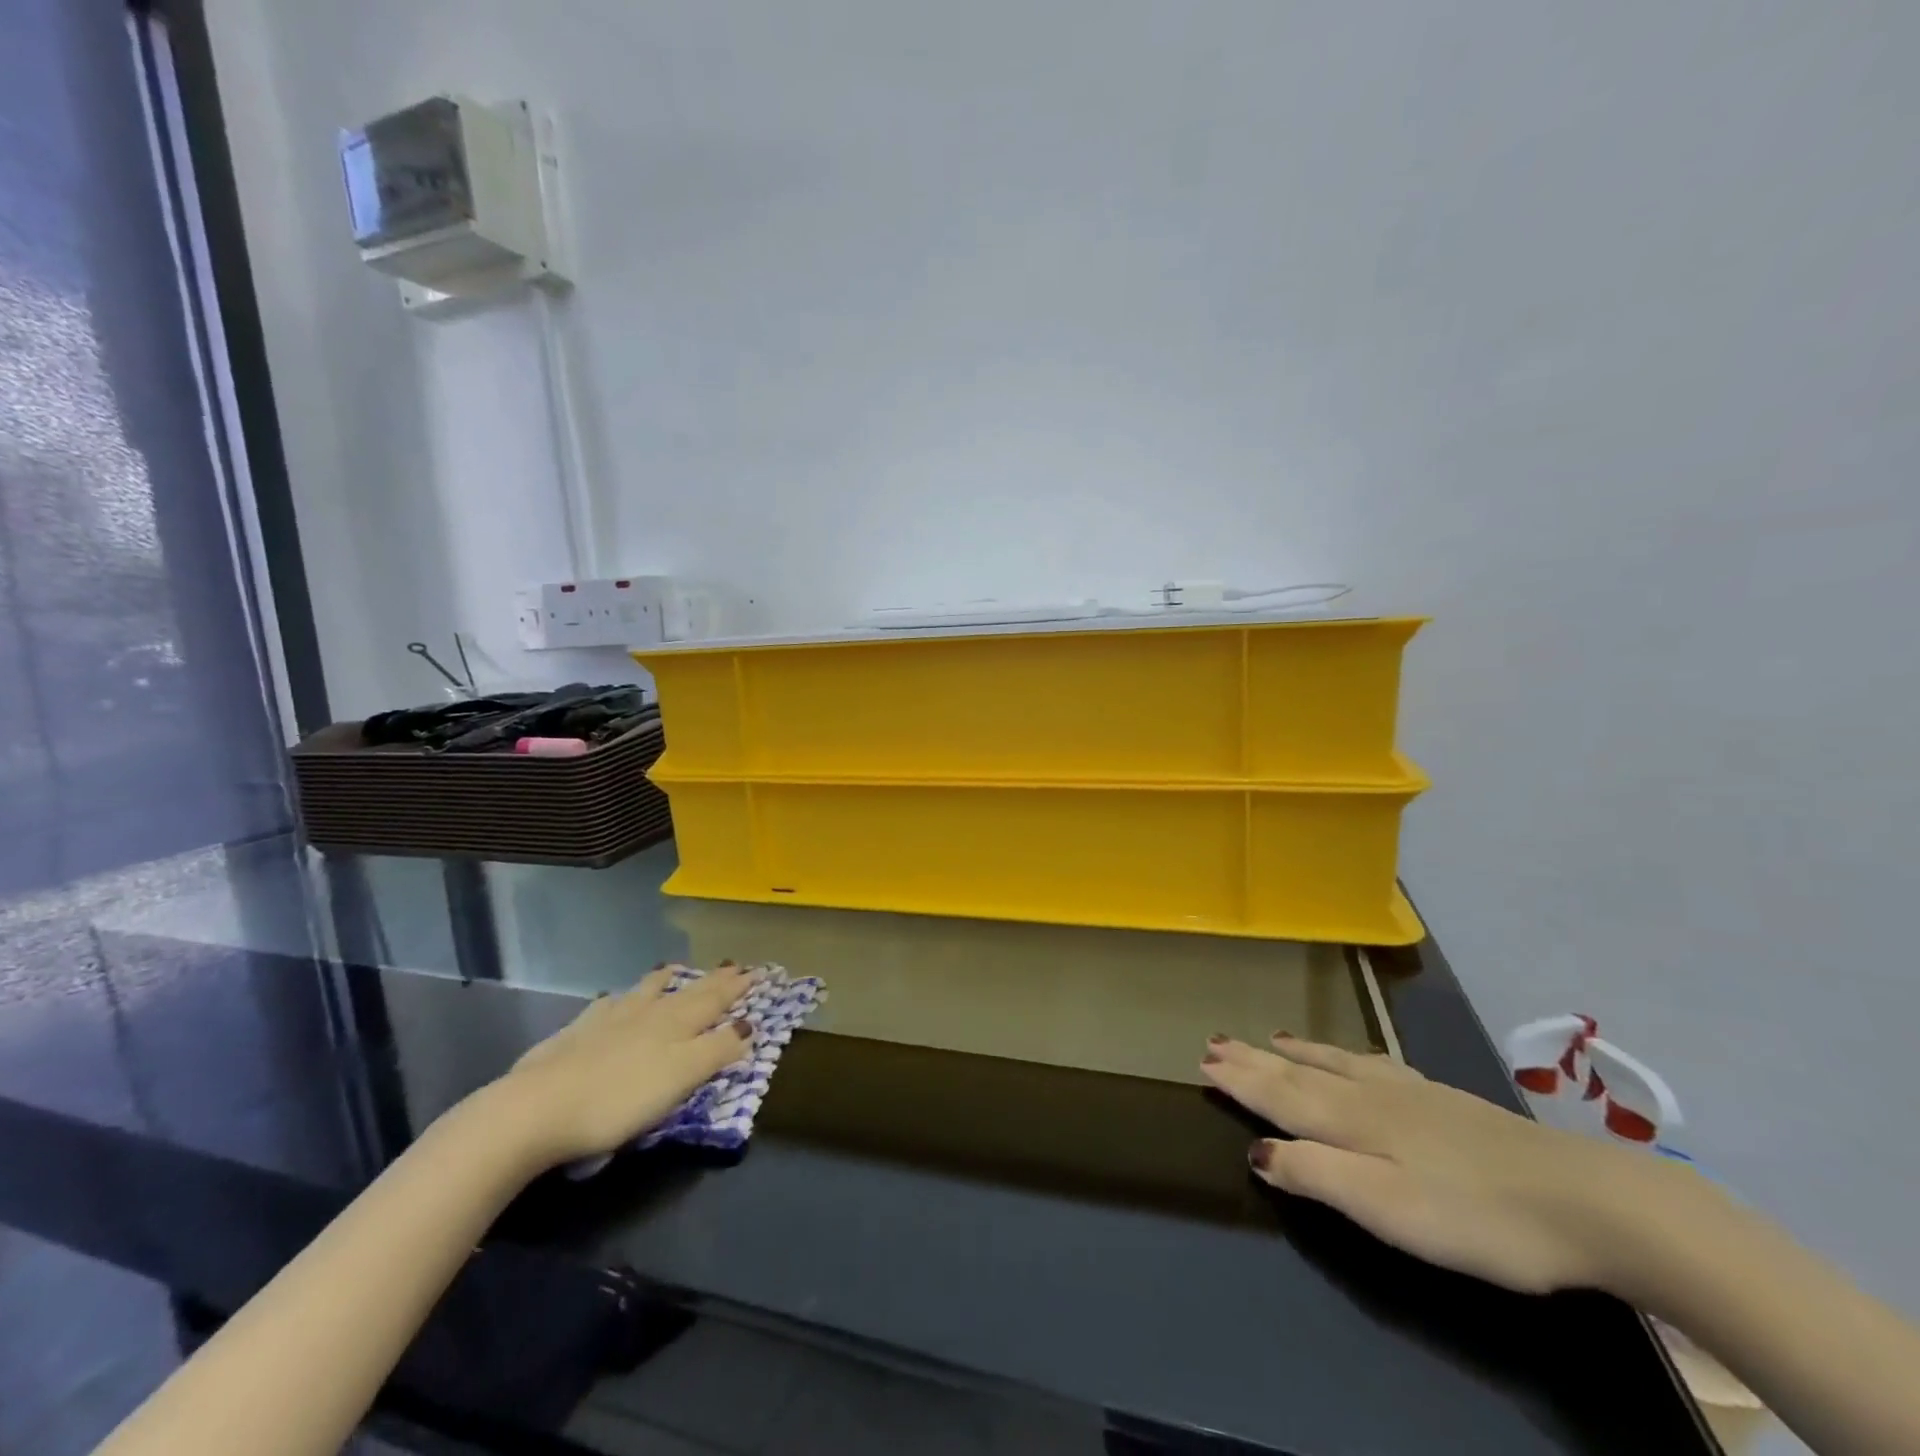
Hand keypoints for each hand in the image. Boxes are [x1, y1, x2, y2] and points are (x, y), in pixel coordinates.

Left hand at [489, 962, 756, 1169]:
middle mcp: (647, 1013)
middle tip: (732, 965)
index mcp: (676, 1024)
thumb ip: (716, 1051)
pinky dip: (616, 999)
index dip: (738, 987)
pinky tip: (611, 999)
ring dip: (663, 982)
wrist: (535, 1109)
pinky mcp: (574, 1035)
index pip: (716, 1000)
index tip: (758, 971)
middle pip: (687, 993)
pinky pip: (604, 1007)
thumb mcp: (681, 1078)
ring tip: (672, 969)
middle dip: (713, 981)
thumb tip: (749, 1025)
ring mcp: (607, 1020)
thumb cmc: (619, 1099)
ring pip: (643, 993)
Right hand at [1201, 1033, 1673, 1295]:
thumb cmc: (1476, 1214)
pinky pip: (1372, 1063)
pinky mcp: (1444, 1100)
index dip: (1240, 1081)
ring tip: (1269, 1039)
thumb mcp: (1387, 1209)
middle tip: (1215, 1041)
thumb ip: (1317, 1175)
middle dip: (1254, 1060)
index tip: (1202, 1061)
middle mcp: (1370, 1095)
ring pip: (1334, 1063)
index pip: (1279, 1096)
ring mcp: (1410, 1093)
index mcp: (1351, 1122)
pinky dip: (1344, 1056)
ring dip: (1294, 1053)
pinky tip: (1354, 1057)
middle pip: (1298, 1074)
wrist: (1585, 1199)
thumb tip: (1256, 1151)